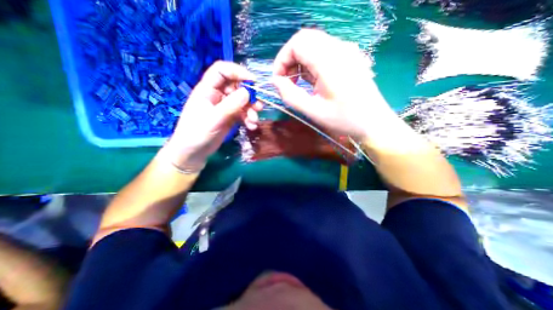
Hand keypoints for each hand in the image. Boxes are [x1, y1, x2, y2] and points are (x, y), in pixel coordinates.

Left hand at [162, 60, 261, 170]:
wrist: (193, 153)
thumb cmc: (197, 134)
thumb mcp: (213, 119)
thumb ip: (230, 105)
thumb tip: (247, 92)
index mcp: (207, 89)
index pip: (222, 71)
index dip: (237, 72)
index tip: (253, 81)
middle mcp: (217, 95)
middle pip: (237, 86)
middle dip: (250, 96)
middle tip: (259, 106)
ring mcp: (225, 107)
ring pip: (242, 101)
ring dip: (251, 110)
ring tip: (254, 121)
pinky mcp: (230, 117)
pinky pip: (243, 113)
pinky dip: (249, 119)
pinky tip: (251, 127)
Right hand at [272, 29, 396, 140]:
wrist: (373, 122)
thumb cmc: (344, 119)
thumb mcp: (313, 111)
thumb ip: (291, 96)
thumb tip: (276, 82)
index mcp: (330, 61)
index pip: (297, 43)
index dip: (282, 60)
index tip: (278, 80)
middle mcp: (339, 48)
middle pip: (304, 40)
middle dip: (289, 59)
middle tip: (286, 82)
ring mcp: (346, 51)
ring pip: (313, 44)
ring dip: (299, 61)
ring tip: (297, 83)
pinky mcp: (348, 57)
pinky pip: (323, 52)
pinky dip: (310, 63)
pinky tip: (311, 80)